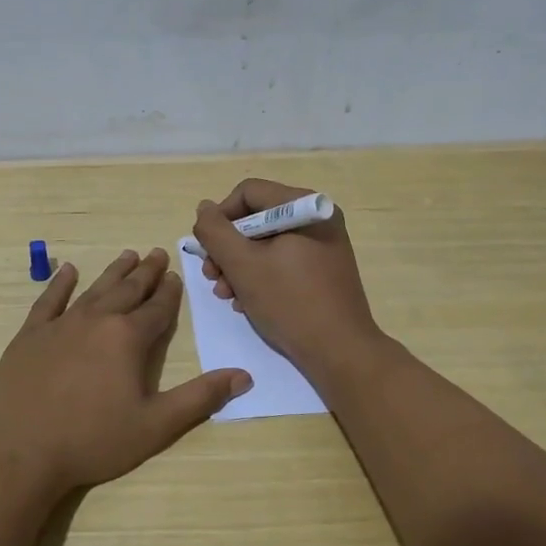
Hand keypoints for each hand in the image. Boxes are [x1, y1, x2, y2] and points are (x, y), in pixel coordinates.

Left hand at [0, 248, 251, 494]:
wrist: (20, 452)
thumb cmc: (93, 441)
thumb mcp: (155, 425)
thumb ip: (200, 398)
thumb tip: (243, 375)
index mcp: (128, 338)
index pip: (157, 309)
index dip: (169, 292)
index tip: (175, 275)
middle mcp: (97, 320)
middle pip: (127, 290)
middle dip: (145, 273)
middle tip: (156, 253)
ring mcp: (60, 325)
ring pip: (94, 290)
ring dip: (113, 272)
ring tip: (127, 255)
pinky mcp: (30, 336)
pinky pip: (49, 300)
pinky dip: (60, 284)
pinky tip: (69, 271)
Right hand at [193, 179, 385, 380]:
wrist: (340, 351)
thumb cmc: (290, 302)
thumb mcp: (242, 264)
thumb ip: (215, 231)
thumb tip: (204, 208)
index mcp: (304, 207)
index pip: (247, 193)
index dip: (220, 218)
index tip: (207, 250)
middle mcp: (317, 218)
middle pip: (256, 219)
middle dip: (228, 249)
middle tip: (212, 278)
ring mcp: (323, 245)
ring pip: (266, 243)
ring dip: (239, 266)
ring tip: (226, 295)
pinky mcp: (323, 270)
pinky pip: (282, 261)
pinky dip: (260, 276)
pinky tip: (247, 302)